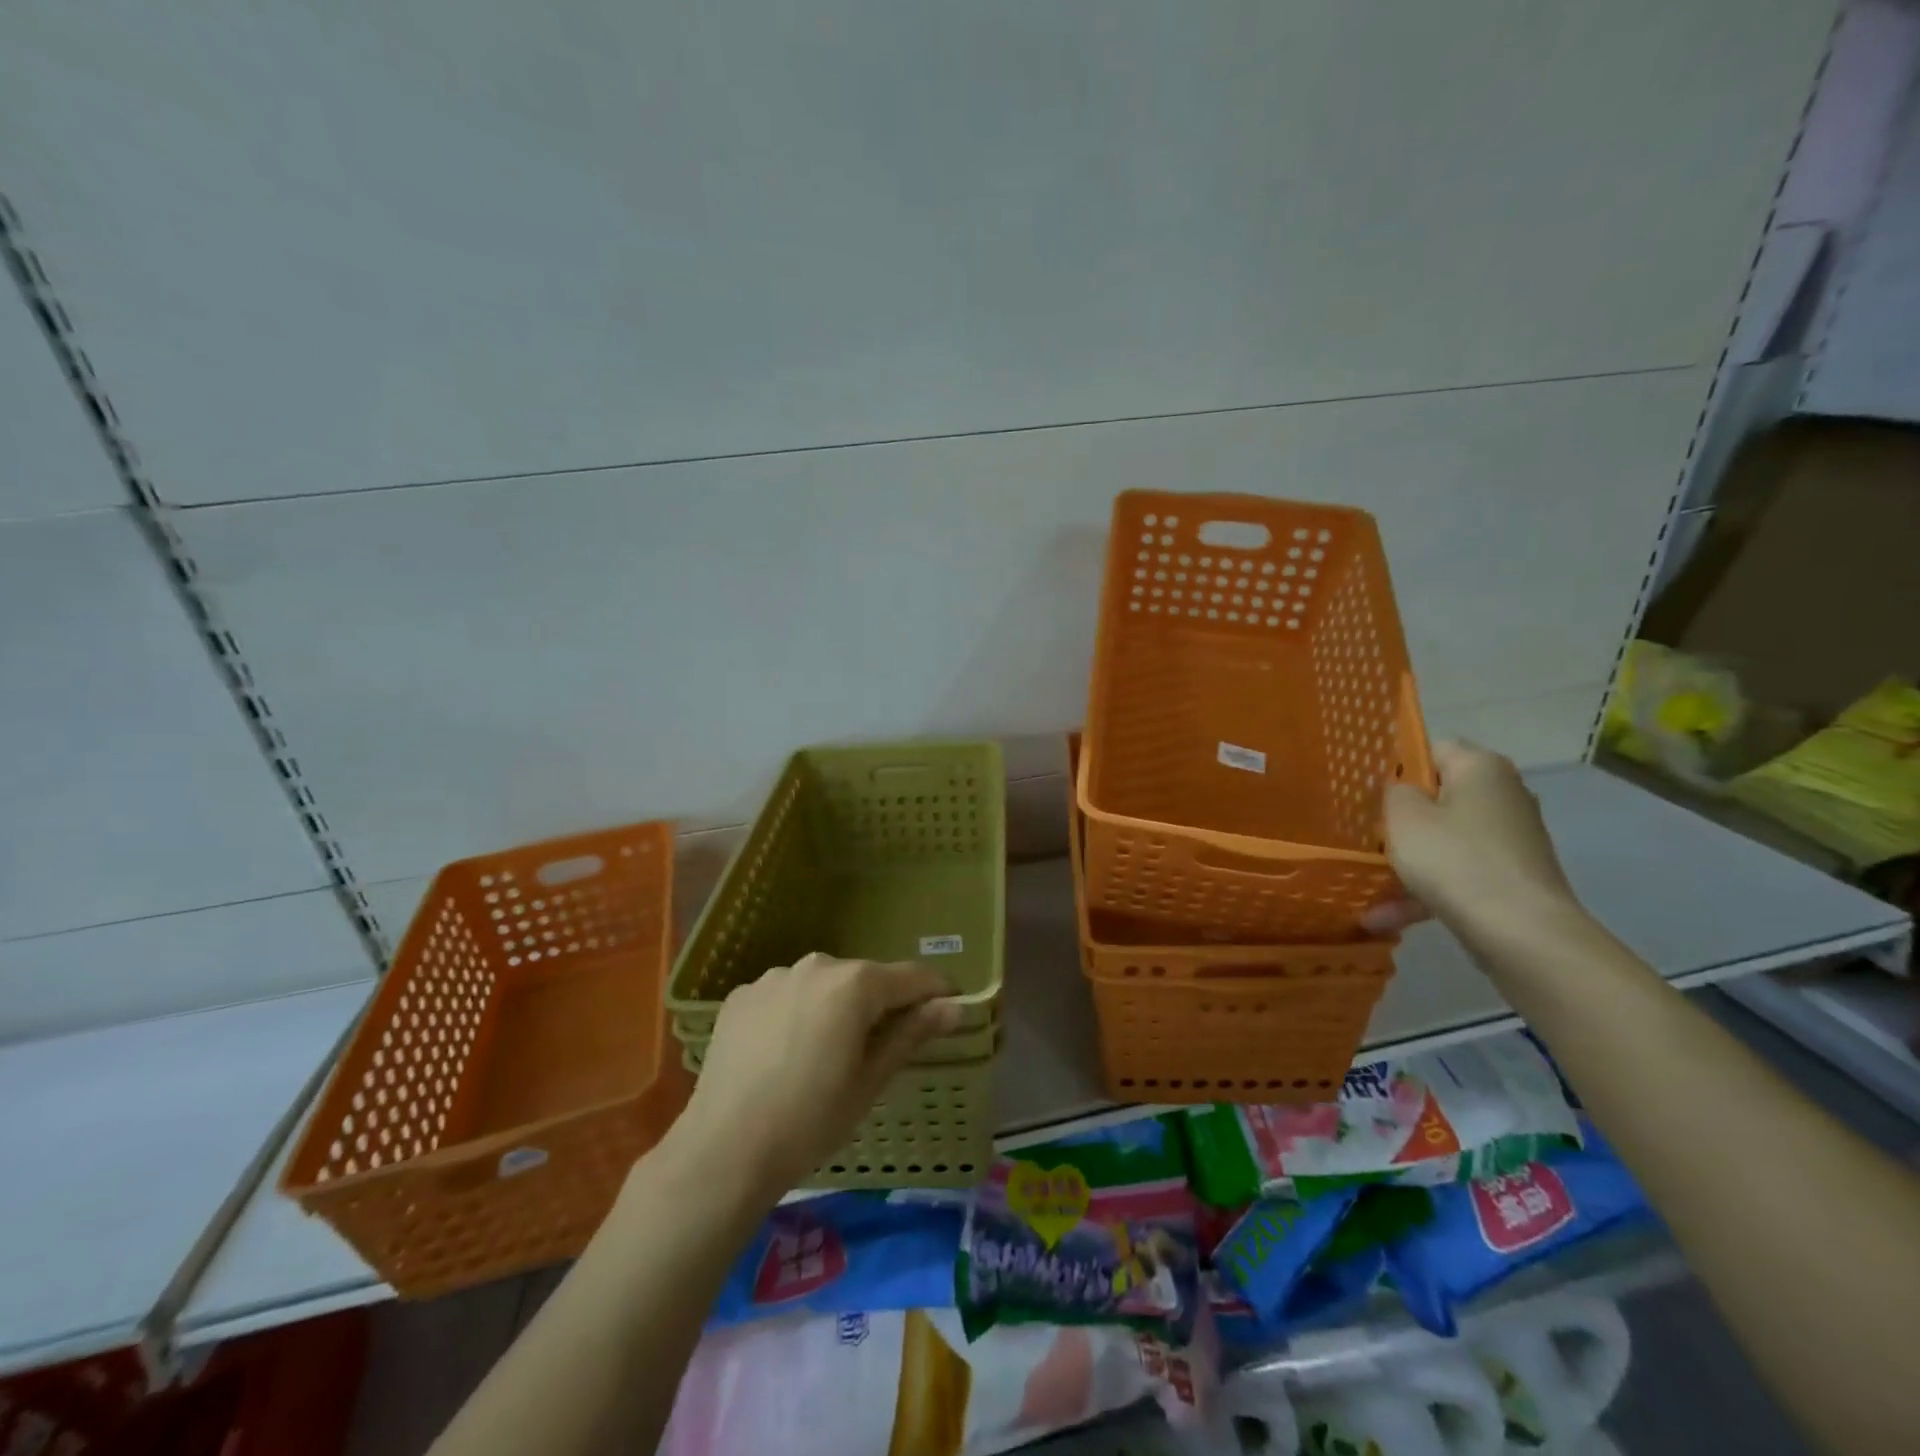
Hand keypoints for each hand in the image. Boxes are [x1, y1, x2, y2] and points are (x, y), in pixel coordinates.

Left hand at [668, 954, 963, 1198]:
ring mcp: (774, 977)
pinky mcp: (742, 995)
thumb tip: (954, 1006)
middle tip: (878, 1049)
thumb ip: (912, 1033)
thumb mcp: (870, 1081)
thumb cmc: (811, 1120)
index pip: (912, 977)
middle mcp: (816, 965)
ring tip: (824, 1055)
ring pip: (822, 985)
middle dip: (880, 1004)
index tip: (949, 1009)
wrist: (724, 1150)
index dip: (936, 991)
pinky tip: (783, 1054)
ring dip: (834, 1008)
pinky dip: (795, 1014)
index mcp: (855, 984)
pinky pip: (784, 996)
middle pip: (864, 979)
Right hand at [1362, 740, 1580, 941]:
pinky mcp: (1510, 877)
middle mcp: (1503, 795)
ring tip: (1364, 881)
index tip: (1366, 788)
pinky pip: (1456, 873)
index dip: (1396, 765)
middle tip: (1363, 831)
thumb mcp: (1403, 817)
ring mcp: (1510, 839)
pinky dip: (1424, 891)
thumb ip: (1392, 792)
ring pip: (1443, 840)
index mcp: (1481, 768)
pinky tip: (1384, 917)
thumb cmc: (1455, 859)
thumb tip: (1402, 791)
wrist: (1522, 933)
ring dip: (1406, 861)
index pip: (1432, 749)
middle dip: (1400, 817)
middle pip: (1438, 797)